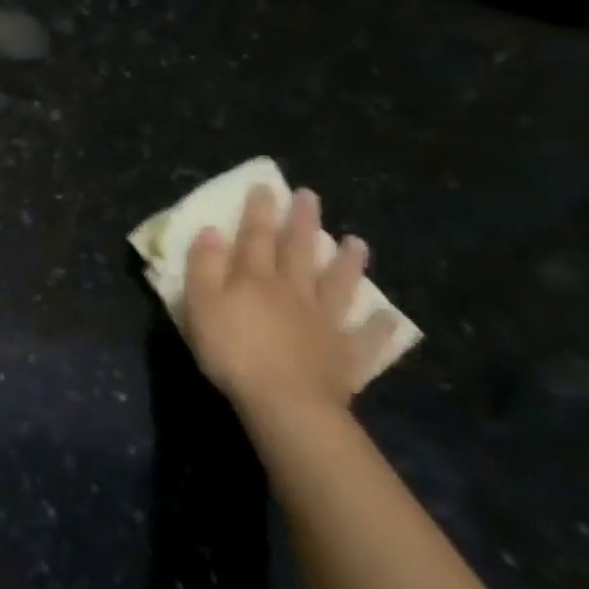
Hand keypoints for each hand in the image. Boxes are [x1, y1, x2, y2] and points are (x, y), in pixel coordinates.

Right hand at [180, 185, 398, 422]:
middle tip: (310, 196)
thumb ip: (204, 266)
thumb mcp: (201, 304)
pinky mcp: (344, 355)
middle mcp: (293, 291)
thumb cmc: (233, 351)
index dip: (259, 211)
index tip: (265, 186)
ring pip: (337, 285)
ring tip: (357, 241)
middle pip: (299, 251)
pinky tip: (388, 317)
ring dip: (348, 262)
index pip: (256, 236)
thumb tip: (211, 230)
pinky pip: (365, 338)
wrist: (285, 401)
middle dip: (303, 222)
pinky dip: (377, 327)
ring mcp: (324, 322)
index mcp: (255, 278)